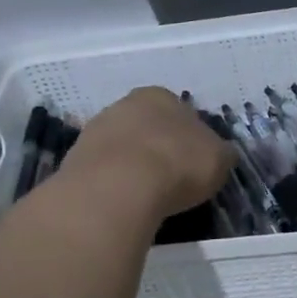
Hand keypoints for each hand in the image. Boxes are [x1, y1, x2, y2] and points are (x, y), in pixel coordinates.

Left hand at [60, 88, 236, 222]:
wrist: (118, 187)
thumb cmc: (177, 163)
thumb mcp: (219, 159)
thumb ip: (221, 153)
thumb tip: (221, 154)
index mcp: (160, 96)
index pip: (179, 112)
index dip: (190, 138)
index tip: (194, 162)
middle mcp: (124, 104)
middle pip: (146, 127)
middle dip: (157, 148)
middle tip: (171, 178)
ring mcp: (95, 130)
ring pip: (122, 147)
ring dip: (133, 165)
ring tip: (147, 195)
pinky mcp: (75, 159)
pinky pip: (103, 171)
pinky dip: (114, 183)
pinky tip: (124, 201)